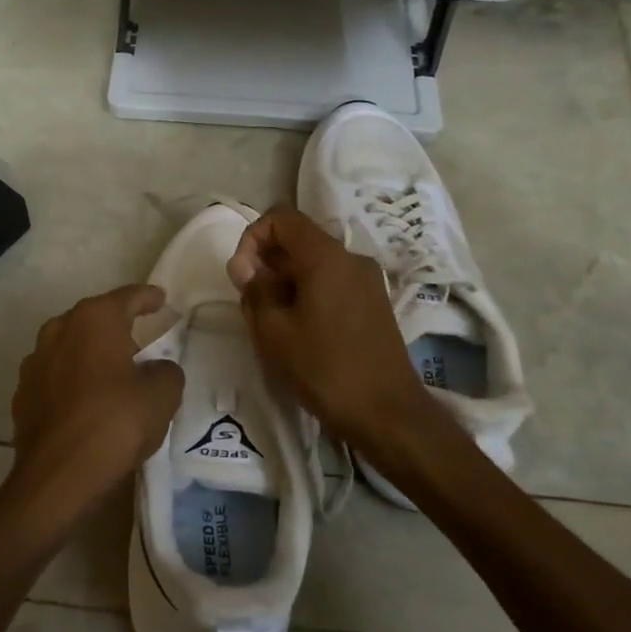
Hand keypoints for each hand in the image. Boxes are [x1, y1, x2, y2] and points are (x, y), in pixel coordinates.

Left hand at [7, 284, 184, 519]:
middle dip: (116, 326)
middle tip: (140, 340)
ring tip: (112, 373)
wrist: (57, 476)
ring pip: (70, 346)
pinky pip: (55, 377)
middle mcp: (59, 329)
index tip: (160, 298)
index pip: (127, 297)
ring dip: (90, 354)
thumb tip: (156, 369)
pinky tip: (85, 401)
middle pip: (94, 319)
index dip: (147, 297)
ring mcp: (35, 362)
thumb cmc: (115, 423)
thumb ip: (166, 371)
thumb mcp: (161, 396)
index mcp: (94, 320)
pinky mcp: (23, 394)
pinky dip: (72, 381)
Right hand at [228, 206, 431, 451]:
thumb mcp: (273, 331)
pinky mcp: (373, 303)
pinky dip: (307, 293)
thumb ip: (254, 290)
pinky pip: (331, 282)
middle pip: (298, 239)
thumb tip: (247, 268)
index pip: (281, 217)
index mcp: (326, 257)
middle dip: (266, 262)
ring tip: (272, 322)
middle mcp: (350, 258)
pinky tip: (298, 331)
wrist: (388, 414)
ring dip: (284, 281)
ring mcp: (366, 281)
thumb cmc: (325, 369)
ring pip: (313, 263)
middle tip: (252, 303)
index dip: (252, 237)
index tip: (242, 276)